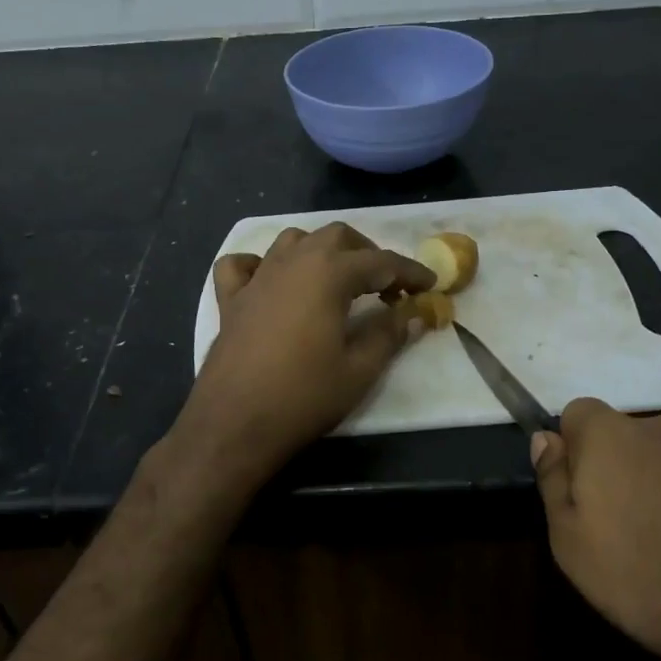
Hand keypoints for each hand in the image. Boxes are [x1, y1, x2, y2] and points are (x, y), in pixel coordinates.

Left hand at [173, 223, 433, 492]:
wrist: (235, 424)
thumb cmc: (304, 396)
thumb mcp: (359, 370)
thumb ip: (388, 334)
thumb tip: (413, 314)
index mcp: (328, 274)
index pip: (380, 261)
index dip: (409, 272)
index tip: (430, 285)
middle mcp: (292, 263)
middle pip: (336, 237)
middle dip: (367, 253)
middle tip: (386, 285)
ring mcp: (257, 278)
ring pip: (293, 241)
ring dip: (320, 251)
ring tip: (337, 279)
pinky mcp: (230, 300)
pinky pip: (243, 265)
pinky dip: (261, 264)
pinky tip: (272, 282)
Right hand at [531, 402, 660, 660]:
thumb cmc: (652, 581)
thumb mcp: (572, 546)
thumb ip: (554, 484)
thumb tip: (546, 440)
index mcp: (614, 437)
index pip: (579, 413)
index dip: (575, 449)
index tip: (584, 494)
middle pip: (635, 437)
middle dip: (629, 470)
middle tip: (635, 530)